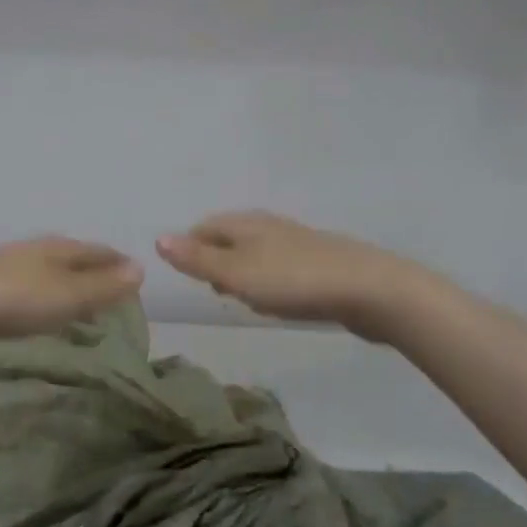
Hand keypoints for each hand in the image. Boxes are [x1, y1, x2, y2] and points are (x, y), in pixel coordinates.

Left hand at [0, 237, 143, 359]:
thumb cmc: (9, 298)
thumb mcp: (65, 296)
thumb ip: (102, 287)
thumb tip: (141, 268)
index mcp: (58, 249)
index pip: (99, 252)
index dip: (119, 264)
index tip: (138, 278)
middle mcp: (36, 253)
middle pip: (74, 260)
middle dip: (96, 273)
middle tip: (117, 296)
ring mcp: (9, 270)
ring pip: (50, 276)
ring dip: (69, 288)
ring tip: (85, 307)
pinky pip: (29, 293)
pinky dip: (45, 302)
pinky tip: (41, 316)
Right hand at [156, 211, 435, 341]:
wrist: (368, 290)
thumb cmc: (293, 280)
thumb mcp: (237, 273)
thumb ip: (198, 259)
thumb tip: (158, 238)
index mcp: (245, 223)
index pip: (203, 227)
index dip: (189, 248)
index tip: (185, 277)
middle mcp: (268, 226)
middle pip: (229, 238)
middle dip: (215, 261)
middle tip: (210, 291)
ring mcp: (295, 244)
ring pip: (255, 254)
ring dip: (241, 274)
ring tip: (239, 300)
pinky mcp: (317, 264)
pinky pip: (279, 269)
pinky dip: (268, 283)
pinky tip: (276, 304)